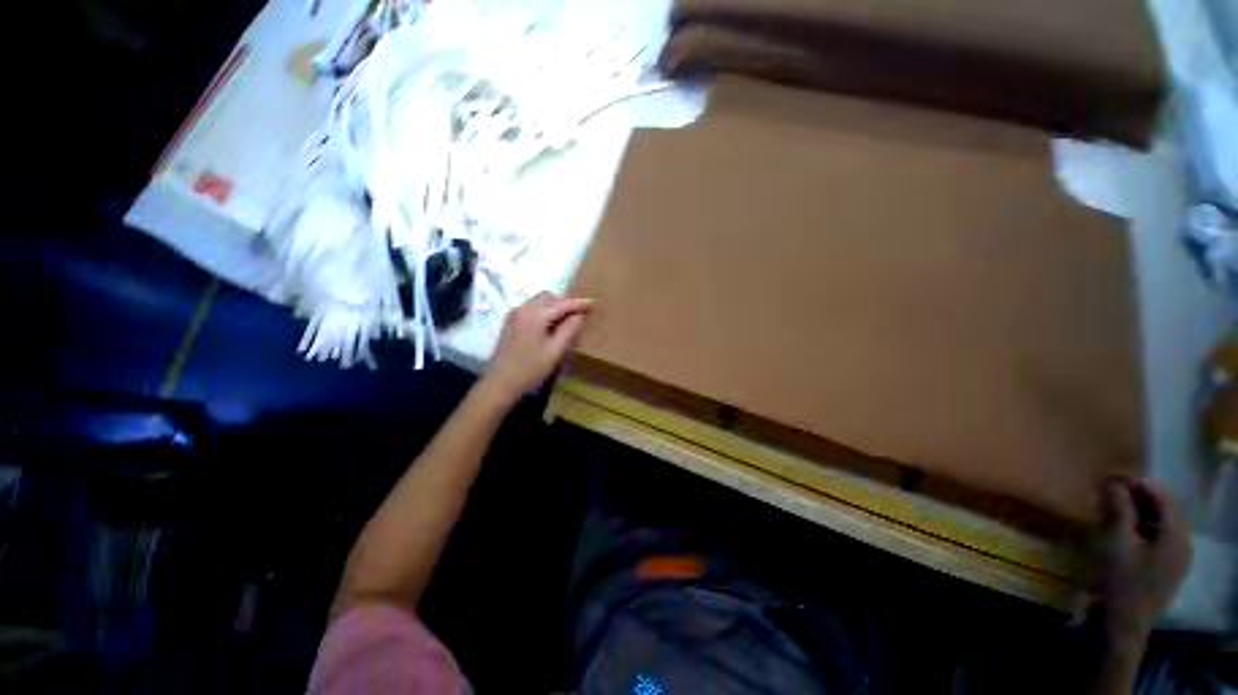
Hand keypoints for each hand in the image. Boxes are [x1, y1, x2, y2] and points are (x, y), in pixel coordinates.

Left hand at [481, 293, 594, 401]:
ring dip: (554, 309)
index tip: (593, 302)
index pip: (561, 304)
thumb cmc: (530, 369)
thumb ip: (569, 330)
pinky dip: (544, 314)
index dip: (579, 303)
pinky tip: (550, 330)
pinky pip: (532, 310)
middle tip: (578, 318)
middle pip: (549, 298)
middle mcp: (522, 309)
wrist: (501, 383)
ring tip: (565, 326)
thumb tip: (578, 316)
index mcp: (534, 315)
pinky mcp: (511, 322)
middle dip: (565, 305)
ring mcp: (514, 315)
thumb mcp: (555, 352)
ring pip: (540, 303)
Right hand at [1091, 477, 1191, 646]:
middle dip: (1137, 497)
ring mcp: (1178, 558)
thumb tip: (1113, 479)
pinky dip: (1141, 528)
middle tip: (1107, 495)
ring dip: (1138, 513)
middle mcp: (1184, 542)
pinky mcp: (1168, 568)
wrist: (1120, 624)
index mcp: (1176, 534)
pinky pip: (1158, 538)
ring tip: (1112, 512)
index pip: (1161, 494)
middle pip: (1165, 508)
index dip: (1136, 482)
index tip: (1108, 478)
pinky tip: (1123, 534)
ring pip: (1161, 523)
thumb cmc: (1118, 579)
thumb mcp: (1114, 541)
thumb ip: (1118, 508)